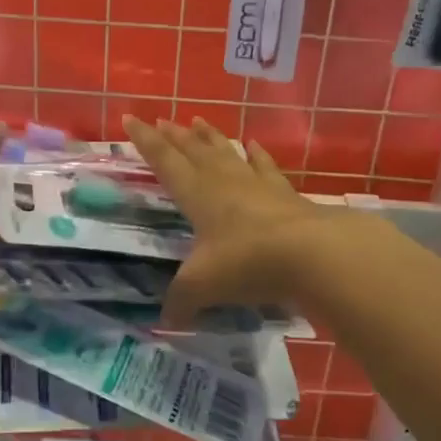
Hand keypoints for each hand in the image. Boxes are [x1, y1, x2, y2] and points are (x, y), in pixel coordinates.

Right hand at [122, 116, 361, 326]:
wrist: (311, 254)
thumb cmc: (246, 262)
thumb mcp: (202, 286)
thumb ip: (181, 302)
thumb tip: (168, 322)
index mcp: (196, 194)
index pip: (164, 160)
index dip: (145, 140)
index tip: (130, 118)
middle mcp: (223, 181)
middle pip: (193, 151)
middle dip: (174, 135)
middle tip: (161, 119)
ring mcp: (256, 183)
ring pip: (226, 152)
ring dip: (210, 137)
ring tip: (198, 121)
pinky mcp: (284, 193)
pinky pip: (265, 167)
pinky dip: (256, 155)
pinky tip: (252, 145)